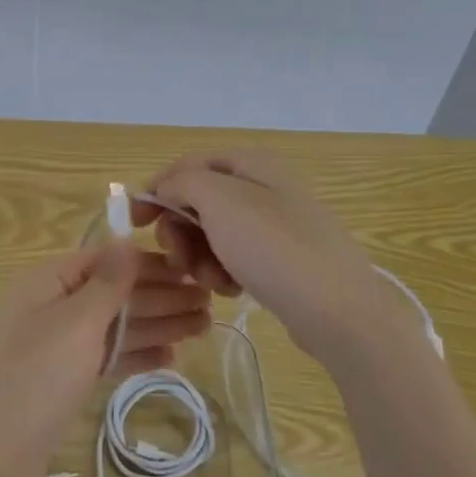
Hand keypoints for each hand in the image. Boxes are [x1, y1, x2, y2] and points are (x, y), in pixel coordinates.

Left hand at [0, 242, 211, 476]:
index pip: (106, 260)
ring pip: (115, 326)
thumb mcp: (76, 322)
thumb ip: (106, 282)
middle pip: (115, 293)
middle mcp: (53, 304)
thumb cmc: (37, 377)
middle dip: (161, 297)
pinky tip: (172, 358)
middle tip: (209, 304)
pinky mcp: (64, 376)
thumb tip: (125, 239)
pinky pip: (106, 355)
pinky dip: (136, 354)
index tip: (192, 270)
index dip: (150, 264)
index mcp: (49, 280)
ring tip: (203, 328)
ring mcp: (58, 342)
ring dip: (157, 325)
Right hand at [135, 150, 393, 359]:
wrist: (340, 312)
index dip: (157, 190)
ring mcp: (276, 224)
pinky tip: (233, 290)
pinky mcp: (282, 259)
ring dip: (201, 257)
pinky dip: (225, 272)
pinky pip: (236, 257)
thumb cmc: (275, 249)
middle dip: (181, 232)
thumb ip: (183, 183)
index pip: (187, 166)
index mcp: (252, 163)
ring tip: (214, 282)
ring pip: (213, 234)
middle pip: (199, 201)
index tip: (135, 224)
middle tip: (179, 261)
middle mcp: (264, 187)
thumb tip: (167, 189)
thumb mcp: (220, 201)